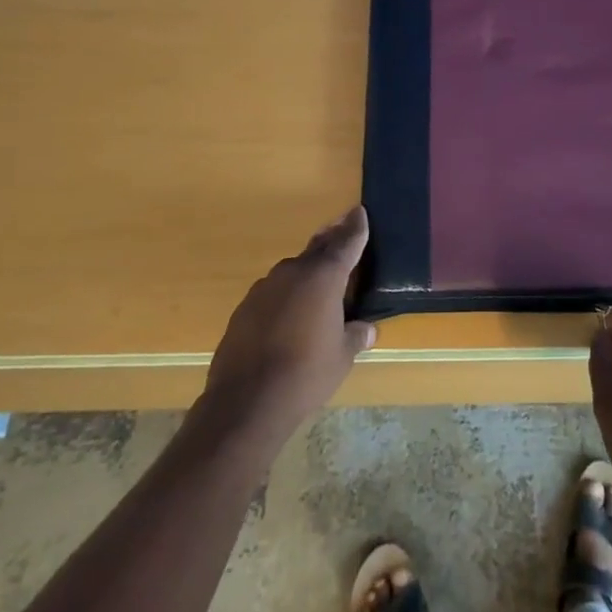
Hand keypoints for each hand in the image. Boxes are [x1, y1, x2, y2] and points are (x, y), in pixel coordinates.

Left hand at [202, 207, 376, 443]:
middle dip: (332, 239)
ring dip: (307, 272)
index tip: (359, 211)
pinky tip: (289, 316)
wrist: (246, 401)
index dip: (355, 227)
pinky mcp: (244, 308)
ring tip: (319, 284)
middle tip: (343, 230)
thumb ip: (356, 336)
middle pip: (317, 249)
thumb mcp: (342, 356)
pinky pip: (273, 293)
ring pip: (293, 271)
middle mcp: (293, 272)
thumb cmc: (306, 373)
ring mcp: (264, 288)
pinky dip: (285, 297)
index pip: (346, 242)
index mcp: (324, 277)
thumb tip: (367, 329)